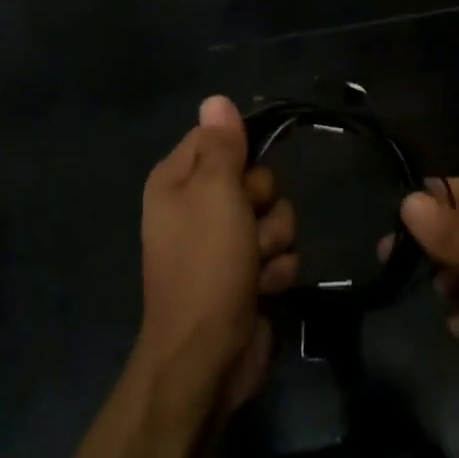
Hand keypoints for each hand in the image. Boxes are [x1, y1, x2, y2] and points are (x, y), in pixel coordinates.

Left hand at [137, 96, 298, 414]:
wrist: (208, 358)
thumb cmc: (206, 265)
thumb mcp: (214, 194)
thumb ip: (220, 145)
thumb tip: (216, 99)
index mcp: (177, 181)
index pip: (217, 138)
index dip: (240, 153)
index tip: (245, 172)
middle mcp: (198, 206)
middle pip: (255, 178)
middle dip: (263, 204)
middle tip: (247, 227)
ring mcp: (225, 243)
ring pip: (276, 215)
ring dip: (273, 242)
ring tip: (254, 266)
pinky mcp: (248, 274)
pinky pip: (280, 253)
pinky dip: (276, 271)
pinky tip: (263, 289)